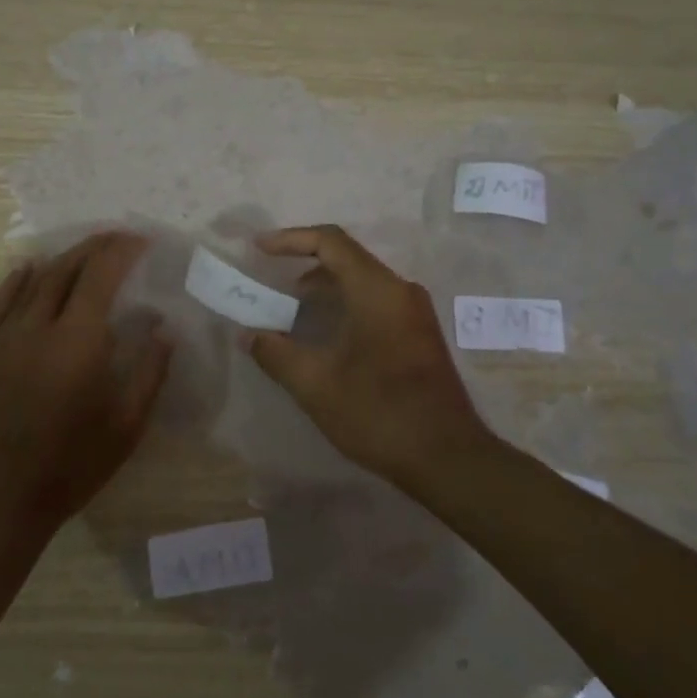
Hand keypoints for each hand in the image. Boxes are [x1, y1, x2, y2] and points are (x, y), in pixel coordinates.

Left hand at [0, 232, 171, 537]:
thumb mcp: (126, 426)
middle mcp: (39, 328)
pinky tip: (27, 269)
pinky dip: (16, 280)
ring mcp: (6, 338)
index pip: (100, 276)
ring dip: (62, 259)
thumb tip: (165, 331)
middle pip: (66, 270)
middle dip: (95, 247)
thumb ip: (149, 373)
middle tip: (119, 237)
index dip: (122, 251)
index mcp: (78, 342)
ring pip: (34, 281)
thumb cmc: (72, 465)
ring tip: (85, 250)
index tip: (142, 240)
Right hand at [246, 225, 498, 485]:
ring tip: (289, 311)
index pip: (330, 242)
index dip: (290, 239)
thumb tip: (248, 335)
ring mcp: (414, 313)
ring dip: (323, 290)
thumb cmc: (379, 413)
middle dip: (303, 266)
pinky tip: (323, 336)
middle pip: (346, 259)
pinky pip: (375, 302)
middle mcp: (400, 291)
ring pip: (361, 282)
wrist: (448, 457)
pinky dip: (343, 306)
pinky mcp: (418, 334)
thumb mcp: (316, 385)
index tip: (258, 249)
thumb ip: (276, 353)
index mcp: (377, 291)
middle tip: (269, 284)